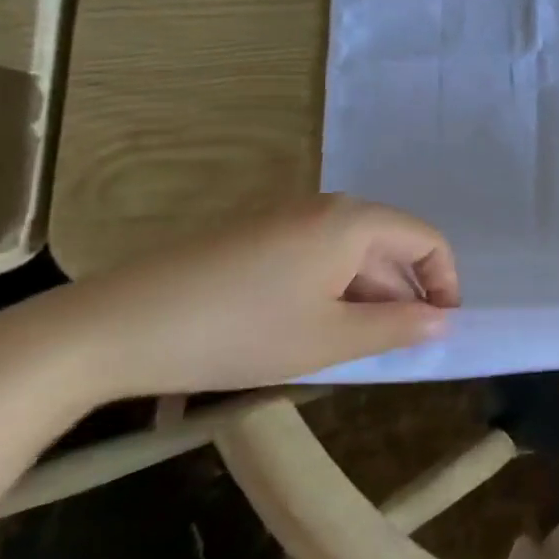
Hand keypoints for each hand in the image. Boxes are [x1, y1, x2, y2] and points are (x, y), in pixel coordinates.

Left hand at [1, 197, 458, 402]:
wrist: (113, 327)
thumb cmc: (239, 332)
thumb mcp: (330, 339)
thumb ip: (397, 328)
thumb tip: (443, 321)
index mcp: (352, 221)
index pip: (426, 239)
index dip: (445, 283)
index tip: (440, 330)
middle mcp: (325, 208)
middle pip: (389, 246)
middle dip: (403, 295)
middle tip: (396, 350)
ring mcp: (285, 219)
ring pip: (351, 254)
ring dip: (366, 297)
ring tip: (351, 347)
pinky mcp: (254, 236)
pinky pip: (316, 257)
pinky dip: (330, 291)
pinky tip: (307, 330)